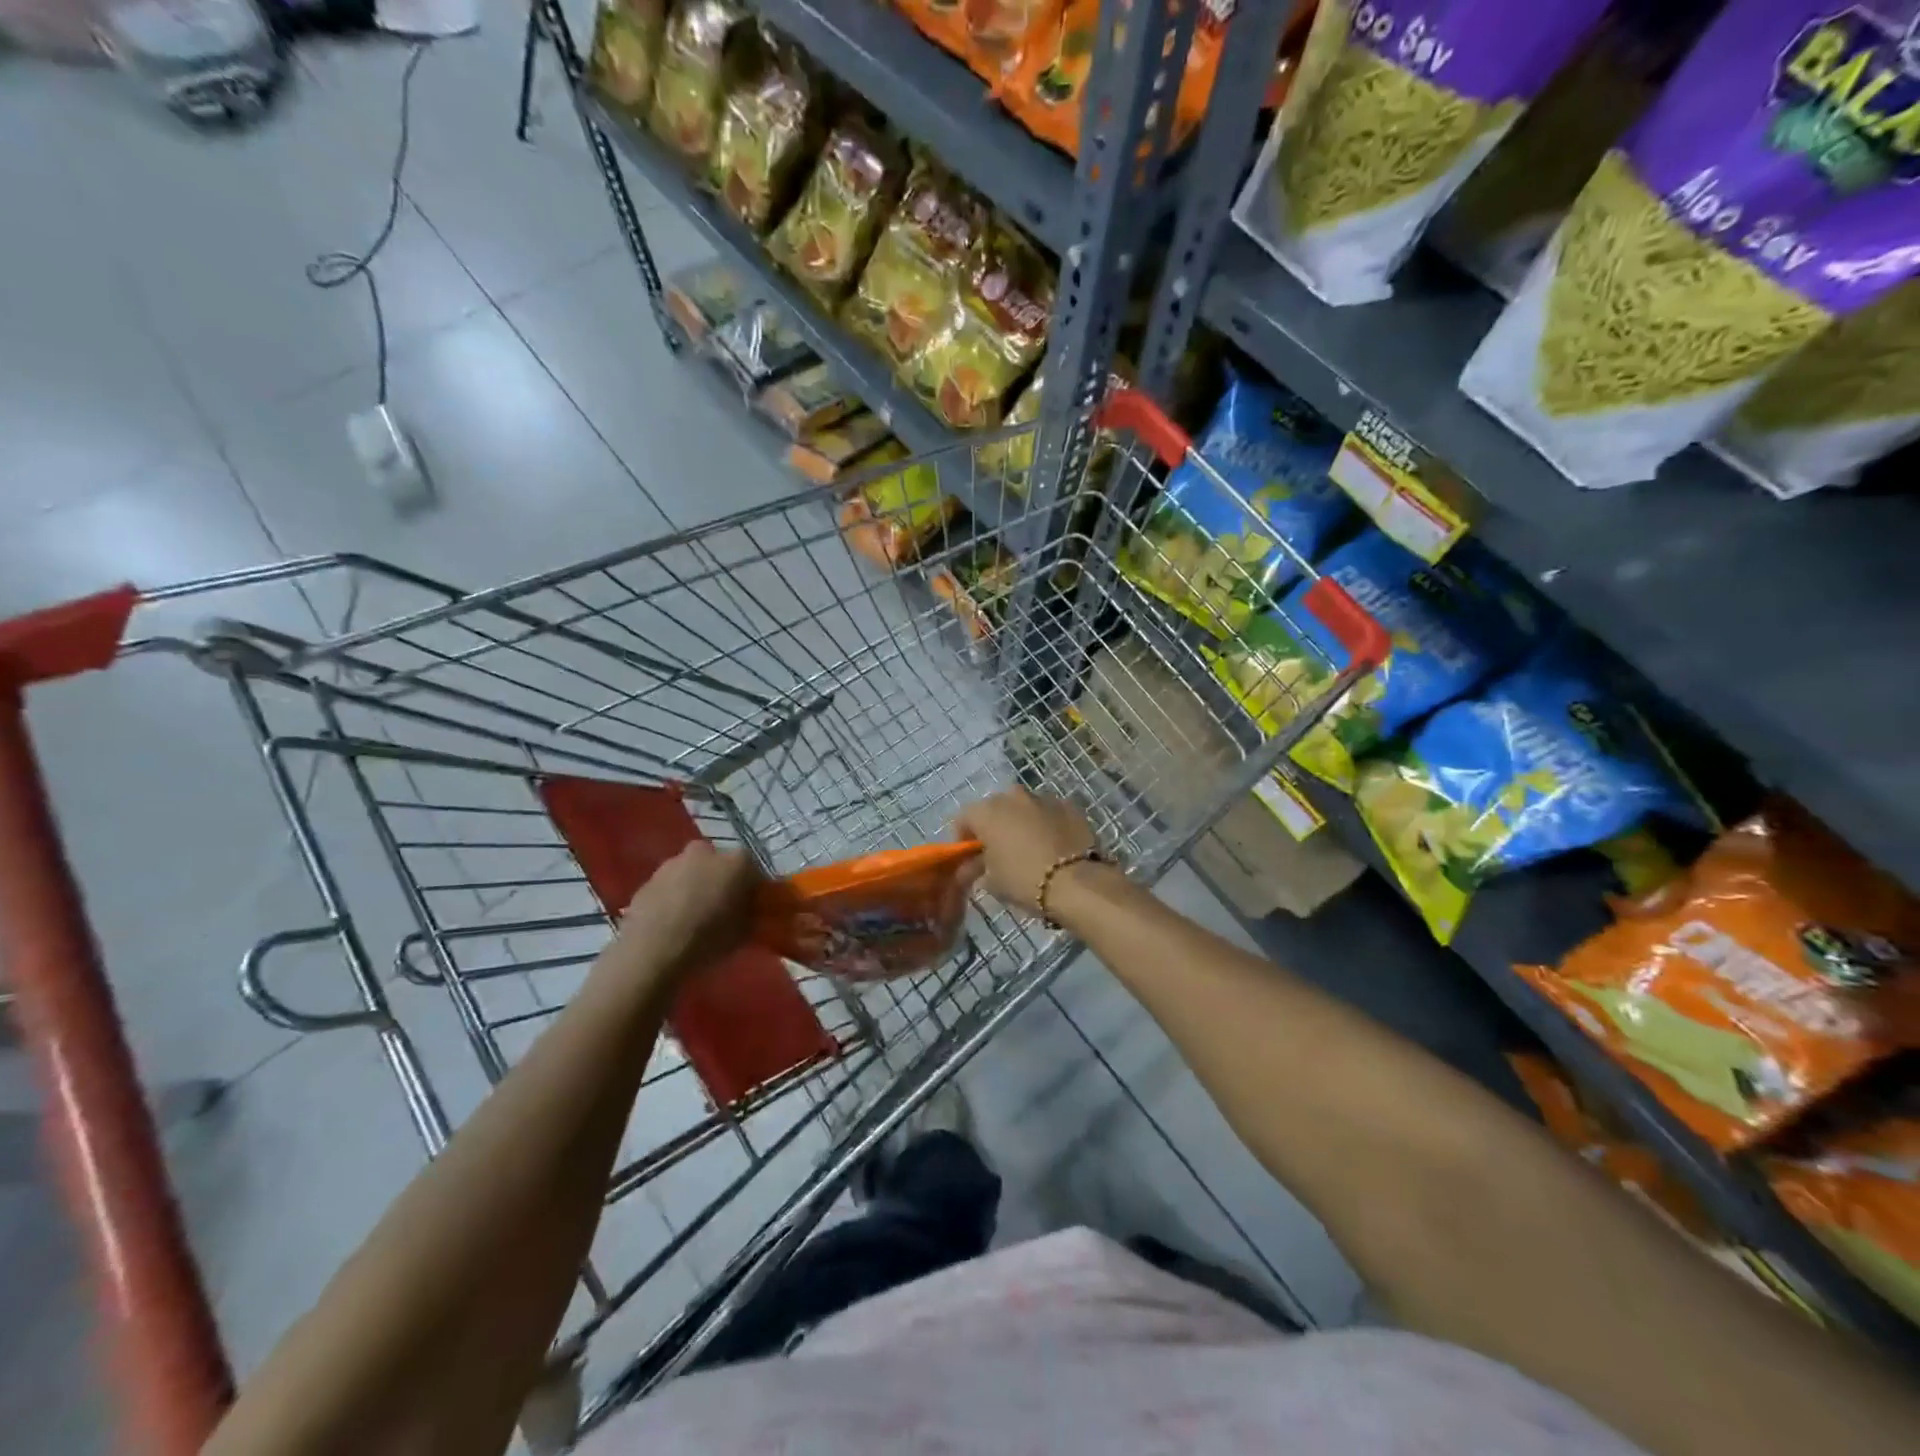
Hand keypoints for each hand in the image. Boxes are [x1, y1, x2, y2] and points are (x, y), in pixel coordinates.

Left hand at [615, 841, 761, 980]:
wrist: (652, 951)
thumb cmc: (708, 939)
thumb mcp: (745, 932)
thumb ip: (752, 914)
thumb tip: (750, 909)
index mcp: (737, 862)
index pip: (753, 869)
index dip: (752, 888)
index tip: (750, 905)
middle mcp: (706, 852)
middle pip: (718, 863)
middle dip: (720, 879)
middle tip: (720, 906)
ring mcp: (672, 864)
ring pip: (690, 871)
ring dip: (693, 886)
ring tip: (692, 916)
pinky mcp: (647, 880)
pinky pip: (667, 887)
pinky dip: (671, 898)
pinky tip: (670, 922)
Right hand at [952, 789, 1101, 916]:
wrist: (1077, 882)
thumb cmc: (1024, 880)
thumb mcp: (992, 882)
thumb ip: (976, 869)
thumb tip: (970, 869)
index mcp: (987, 811)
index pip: (964, 818)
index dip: (964, 837)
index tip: (970, 856)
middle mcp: (1013, 796)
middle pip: (996, 808)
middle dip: (995, 826)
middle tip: (1000, 851)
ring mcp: (1043, 797)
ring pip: (1025, 808)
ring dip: (1022, 822)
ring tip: (1030, 848)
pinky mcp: (1069, 805)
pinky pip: (1050, 813)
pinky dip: (1048, 824)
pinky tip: (1054, 846)